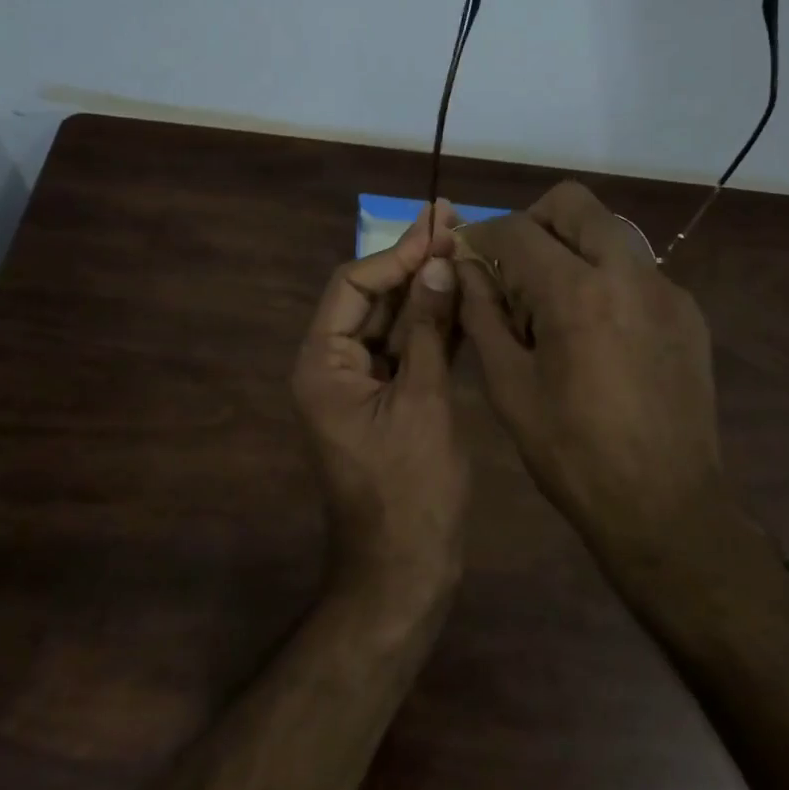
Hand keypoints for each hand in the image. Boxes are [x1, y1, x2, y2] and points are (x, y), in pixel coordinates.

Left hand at [292, 203, 467, 612]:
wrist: (405, 571)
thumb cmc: (410, 492)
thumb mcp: (423, 403)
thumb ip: (428, 331)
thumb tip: (437, 264)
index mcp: (323, 364)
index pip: (353, 285)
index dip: (397, 255)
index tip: (439, 228)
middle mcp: (335, 366)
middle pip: (372, 297)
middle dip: (413, 261)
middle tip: (452, 218)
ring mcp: (364, 384)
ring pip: (395, 321)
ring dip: (427, 287)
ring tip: (464, 243)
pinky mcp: (392, 399)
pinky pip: (411, 350)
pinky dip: (436, 324)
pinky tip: (465, 294)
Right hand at [457, 182, 735, 549]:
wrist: (665, 505)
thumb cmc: (572, 453)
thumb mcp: (509, 386)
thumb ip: (482, 314)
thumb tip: (463, 267)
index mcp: (577, 292)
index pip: (517, 230)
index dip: (481, 236)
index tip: (465, 254)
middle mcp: (629, 273)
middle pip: (573, 203)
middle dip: (533, 222)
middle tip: (513, 269)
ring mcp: (666, 289)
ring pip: (609, 232)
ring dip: (571, 247)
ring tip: (553, 304)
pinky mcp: (688, 312)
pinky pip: (637, 270)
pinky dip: (605, 279)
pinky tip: (596, 333)